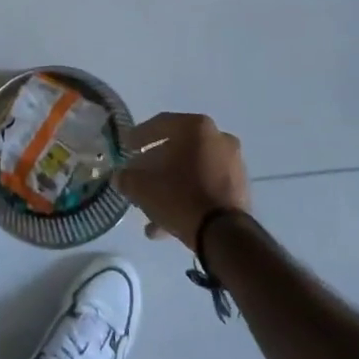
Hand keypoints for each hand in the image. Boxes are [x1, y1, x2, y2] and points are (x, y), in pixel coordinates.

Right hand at [116, 113, 251, 250]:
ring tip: (150, 208)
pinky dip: (187, 197)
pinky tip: (166, 223)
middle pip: (178, 148)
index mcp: (197, 127)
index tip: (126, 146)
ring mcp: (233, 164)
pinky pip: (206, 187)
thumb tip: (119, 177)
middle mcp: (219, 138)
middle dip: (156, 164)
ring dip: (170, 185)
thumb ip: (127, 178)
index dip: (139, 136)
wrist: (224, 234)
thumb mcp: (143, 187)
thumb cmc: (180, 197)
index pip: (160, 124)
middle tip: (139, 176)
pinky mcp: (239, 189)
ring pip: (192, 171)